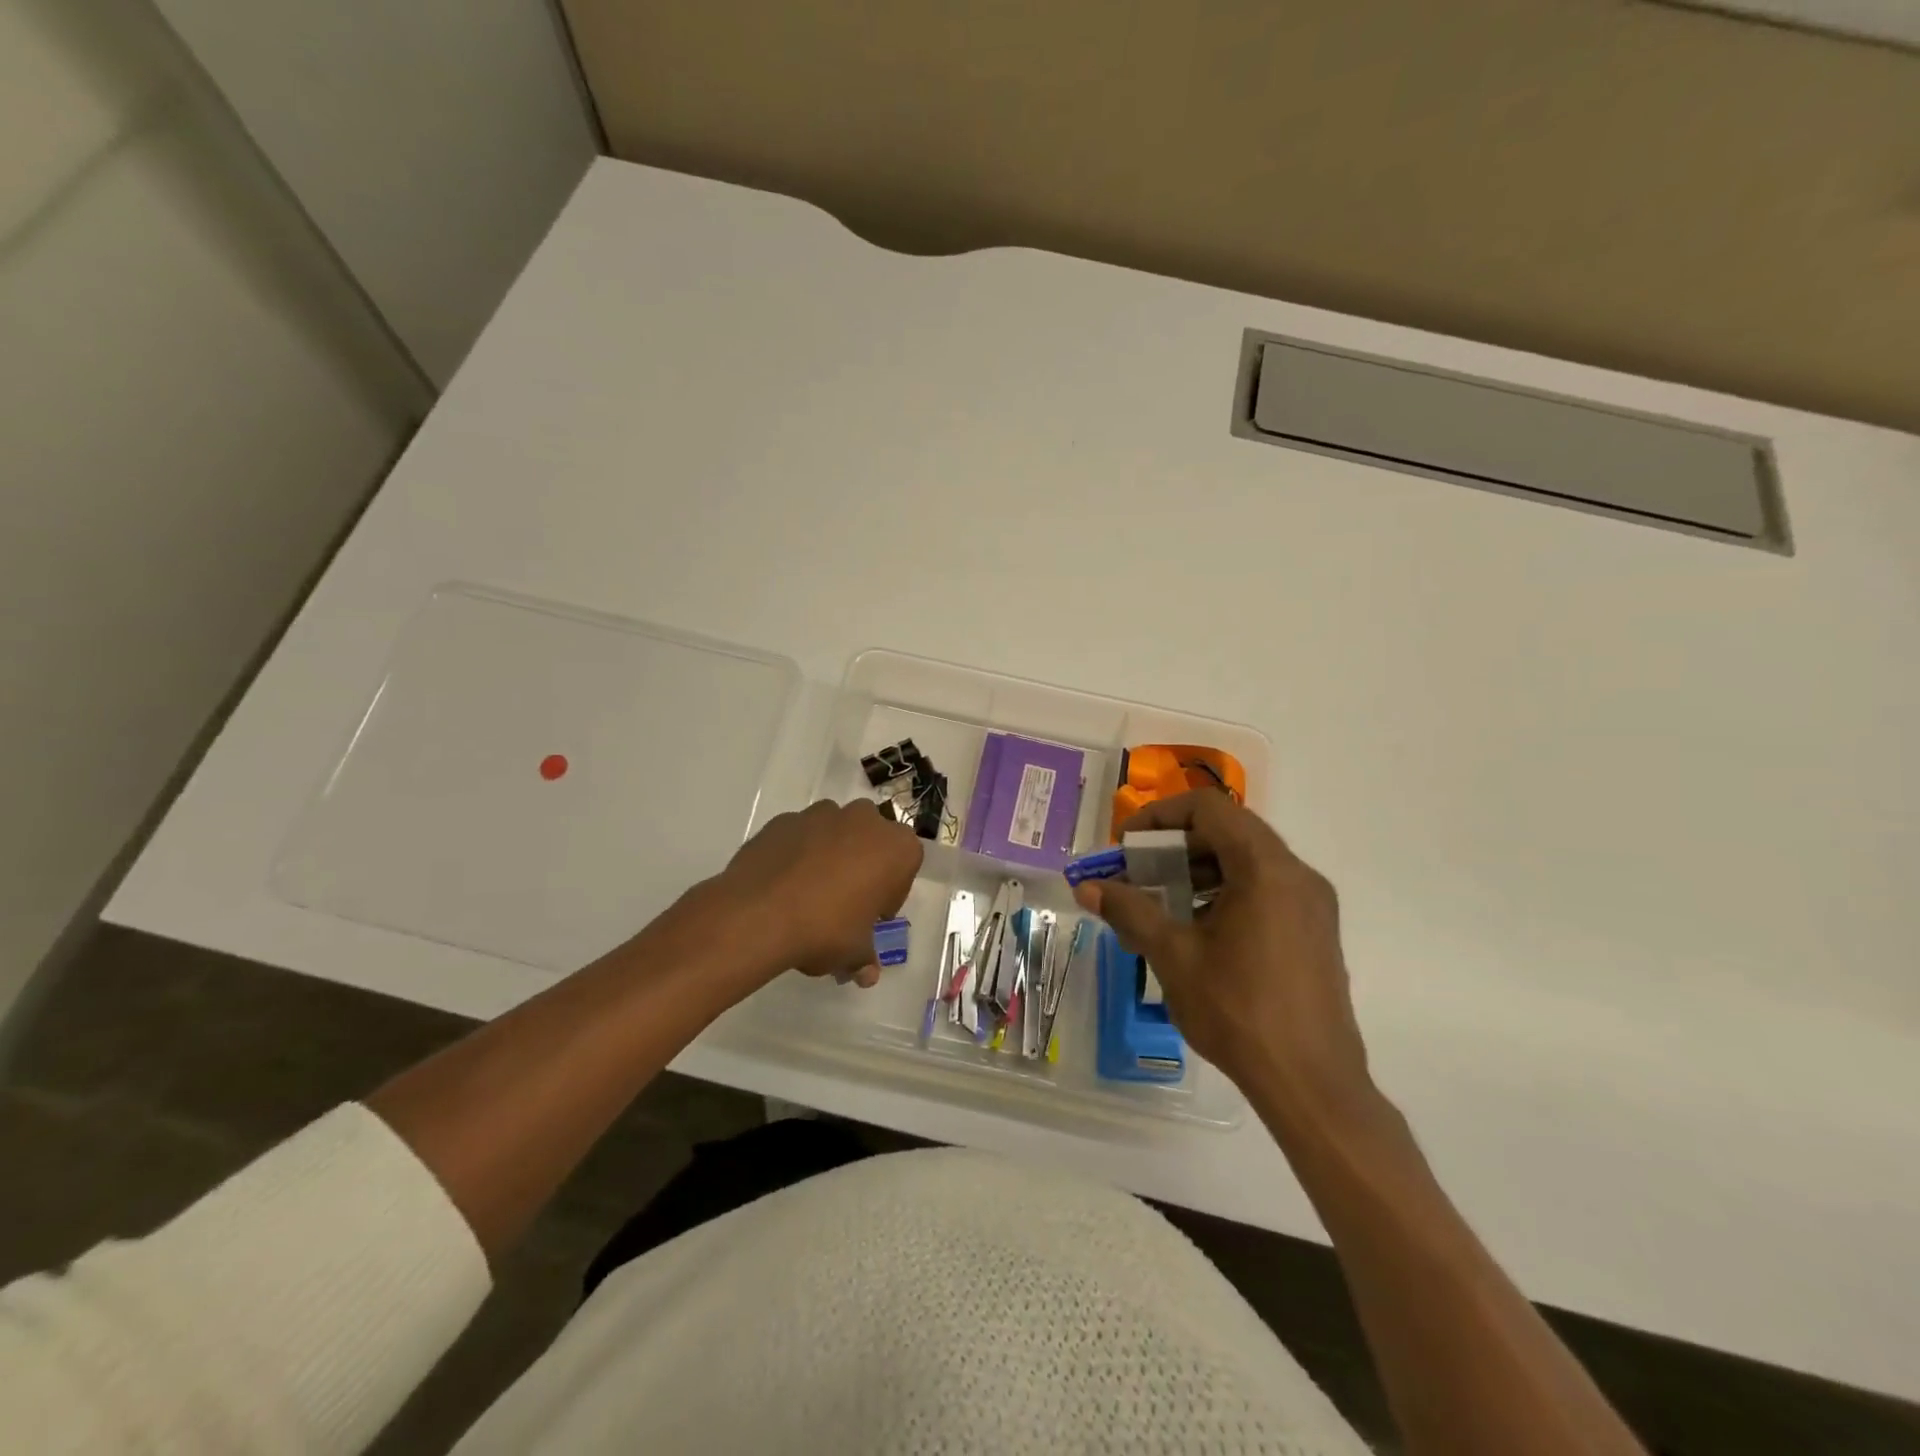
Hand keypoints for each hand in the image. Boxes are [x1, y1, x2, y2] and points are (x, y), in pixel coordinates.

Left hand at [715, 799, 922, 987]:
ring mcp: (821, 814)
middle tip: (846, 901)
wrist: (759, 914)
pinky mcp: (785, 820)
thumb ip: (864, 958)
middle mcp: (864, 820)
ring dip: (831, 854)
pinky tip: (784, 884)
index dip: (890, 892)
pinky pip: (800, 836)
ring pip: (835, 831)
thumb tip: (867, 975)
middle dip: (863, 864)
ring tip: (810, 892)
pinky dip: (798, 852)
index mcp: (896, 848)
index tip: (873, 916)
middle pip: (872, 840)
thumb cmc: (825, 929)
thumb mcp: (853, 953)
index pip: (905, 865)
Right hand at [1071, 790, 1372, 1121]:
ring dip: (1200, 869)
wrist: (1312, 1084)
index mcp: (1266, 869)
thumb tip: (1087, 887)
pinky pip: (1266, 888)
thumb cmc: (1239, 1012)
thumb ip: (1130, 912)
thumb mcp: (1174, 957)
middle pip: (1229, 830)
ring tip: (1163, 902)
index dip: (1161, 816)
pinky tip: (1199, 929)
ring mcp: (1312, 903)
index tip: (1128, 846)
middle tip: (1139, 872)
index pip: (1209, 808)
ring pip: (1248, 860)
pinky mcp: (1316, 930)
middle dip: (1176, 845)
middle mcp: (1296, 874)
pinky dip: (1226, 890)